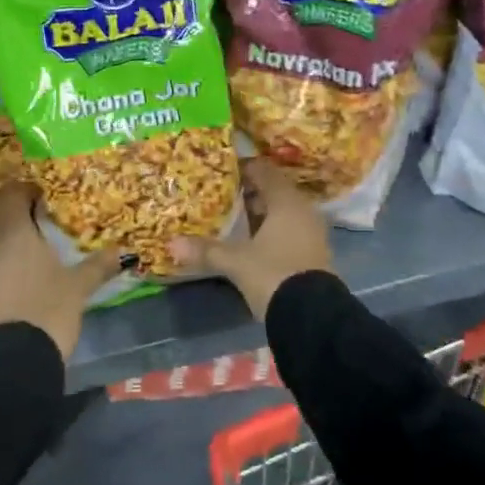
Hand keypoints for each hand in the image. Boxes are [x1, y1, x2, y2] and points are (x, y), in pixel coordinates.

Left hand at [0, 183, 123, 358]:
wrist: (14, 358)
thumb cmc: (48, 308)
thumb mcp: (79, 286)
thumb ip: (99, 265)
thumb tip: (124, 252)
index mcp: (14, 230)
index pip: (13, 192)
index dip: (30, 189)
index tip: (49, 196)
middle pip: (4, 214)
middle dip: (25, 213)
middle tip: (52, 220)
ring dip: (17, 237)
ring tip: (44, 246)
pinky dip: (10, 258)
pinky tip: (31, 272)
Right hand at [169, 159, 332, 319]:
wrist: (312, 317)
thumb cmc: (273, 275)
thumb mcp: (236, 262)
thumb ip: (206, 250)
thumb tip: (171, 243)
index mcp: (287, 202)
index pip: (265, 171)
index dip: (244, 168)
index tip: (222, 170)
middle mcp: (303, 211)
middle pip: (274, 192)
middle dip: (249, 193)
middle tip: (222, 194)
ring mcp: (311, 234)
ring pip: (282, 213)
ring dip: (260, 214)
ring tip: (232, 218)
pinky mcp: (313, 254)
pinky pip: (289, 231)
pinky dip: (270, 231)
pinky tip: (251, 242)